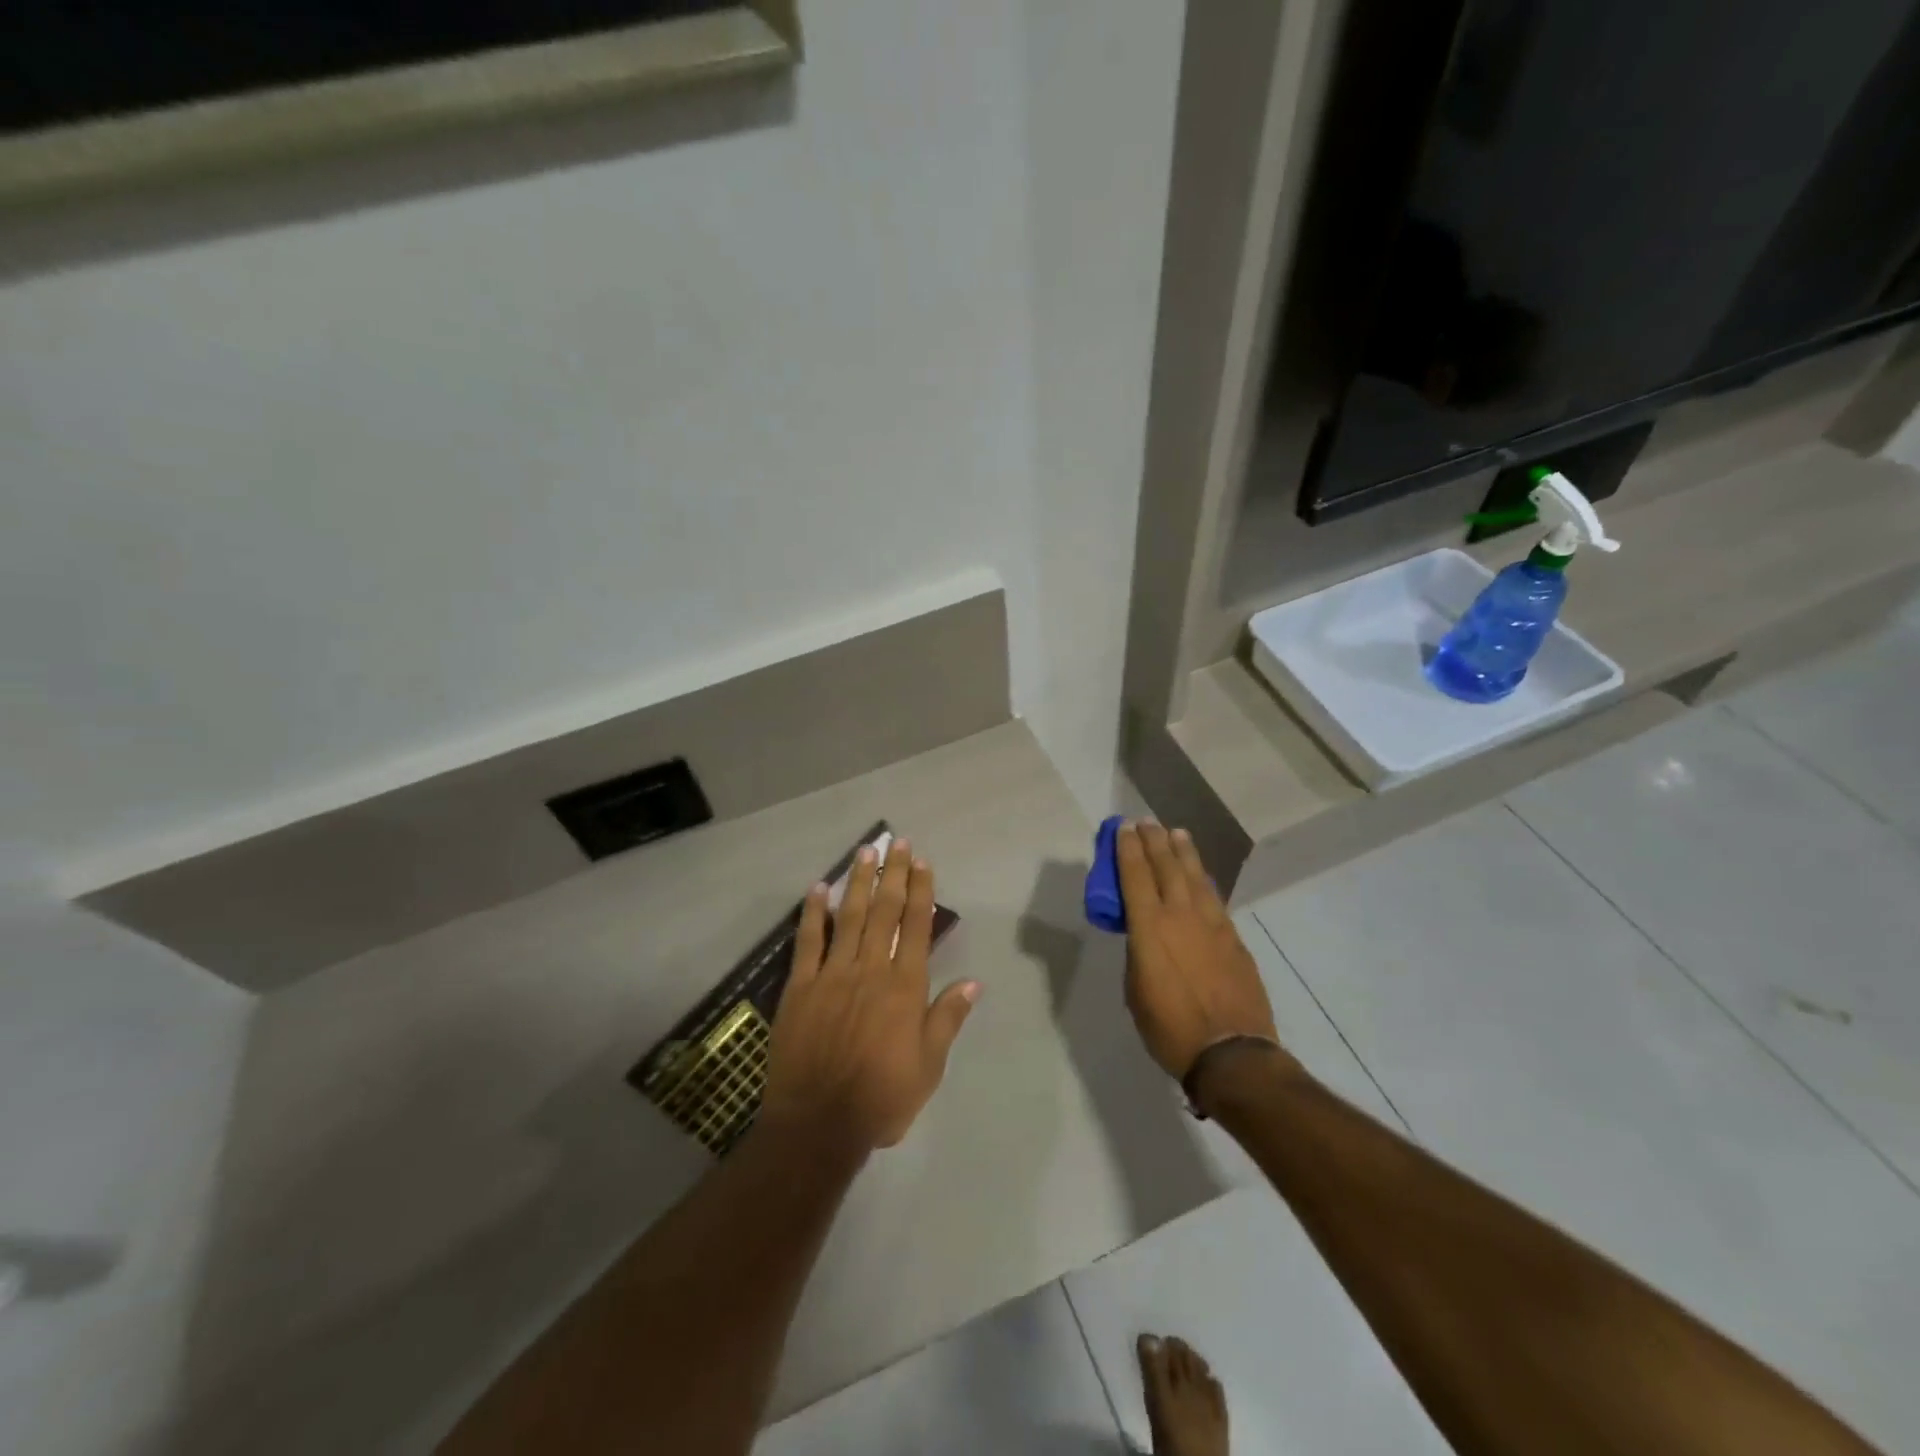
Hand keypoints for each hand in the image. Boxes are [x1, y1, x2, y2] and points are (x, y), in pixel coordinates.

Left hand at [762, 838, 979, 1152]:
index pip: (917, 926)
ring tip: (865, 851)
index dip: (921, 891)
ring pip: (848, 916)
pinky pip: (807, 941)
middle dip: (893, 874)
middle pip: (884, 911)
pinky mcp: (800, 986)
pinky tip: (817, 888)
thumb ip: (947, 1018)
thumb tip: (974, 982)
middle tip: (897, 842)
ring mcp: (832, 974)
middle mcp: (871, 969)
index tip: (923, 862)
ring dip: (858, 881)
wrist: (819, 1123)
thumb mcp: (929, 1066)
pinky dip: (813, 913)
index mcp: (905, 986)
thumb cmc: (882, 1097)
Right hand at [1116, 822, 1279, 1080]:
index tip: (1124, 828)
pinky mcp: (1233, 938)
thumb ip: (1138, 953)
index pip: (1135, 876)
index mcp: (1149, 928)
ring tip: (1176, 834)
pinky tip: (1201, 875)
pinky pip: (1214, 898)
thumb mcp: (1136, 990)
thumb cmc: (1170, 1027)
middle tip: (1147, 822)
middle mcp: (1181, 916)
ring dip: (1184, 852)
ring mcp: (1212, 924)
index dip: (1128, 849)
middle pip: (1166, 866)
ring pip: (1195, 877)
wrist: (1231, 1053)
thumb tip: (1145, 937)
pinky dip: (1203, 880)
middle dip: (1154, 841)